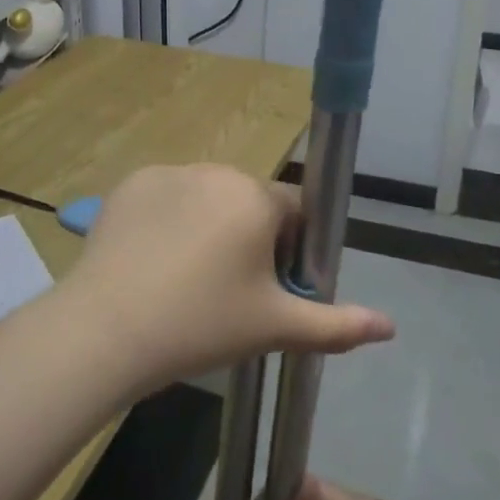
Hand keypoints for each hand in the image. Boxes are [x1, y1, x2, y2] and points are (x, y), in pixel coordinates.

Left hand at [57, 166, 394, 390]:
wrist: (108, 329)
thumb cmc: (202, 324)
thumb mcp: (275, 328)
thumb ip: (337, 325)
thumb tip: (390, 326)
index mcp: (257, 197)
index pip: (292, 211)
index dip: (287, 250)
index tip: (266, 288)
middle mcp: (216, 171)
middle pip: (248, 201)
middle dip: (247, 237)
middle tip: (224, 291)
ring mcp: (169, 172)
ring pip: (206, 197)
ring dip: (207, 225)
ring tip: (182, 278)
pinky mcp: (131, 183)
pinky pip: (166, 197)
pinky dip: (167, 220)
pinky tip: (151, 260)